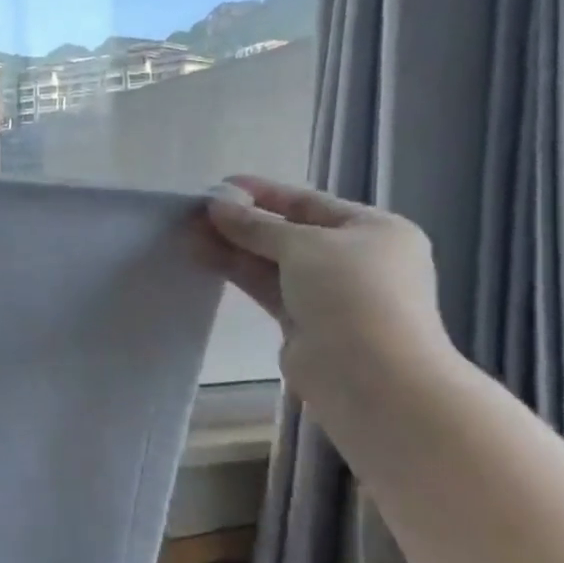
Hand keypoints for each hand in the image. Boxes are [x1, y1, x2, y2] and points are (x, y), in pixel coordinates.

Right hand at [199, 177, 455, 405]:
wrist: (371, 377)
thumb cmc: (352, 294)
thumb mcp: (304, 245)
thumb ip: (256, 225)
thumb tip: (217, 203)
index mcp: (374, 230)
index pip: (310, 202)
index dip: (264, 193)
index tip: (221, 186)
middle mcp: (355, 259)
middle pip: (289, 232)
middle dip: (243, 222)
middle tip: (196, 212)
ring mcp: (328, 293)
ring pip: (273, 262)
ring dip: (233, 246)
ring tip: (189, 233)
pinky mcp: (303, 323)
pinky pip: (266, 288)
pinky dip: (238, 273)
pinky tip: (203, 258)